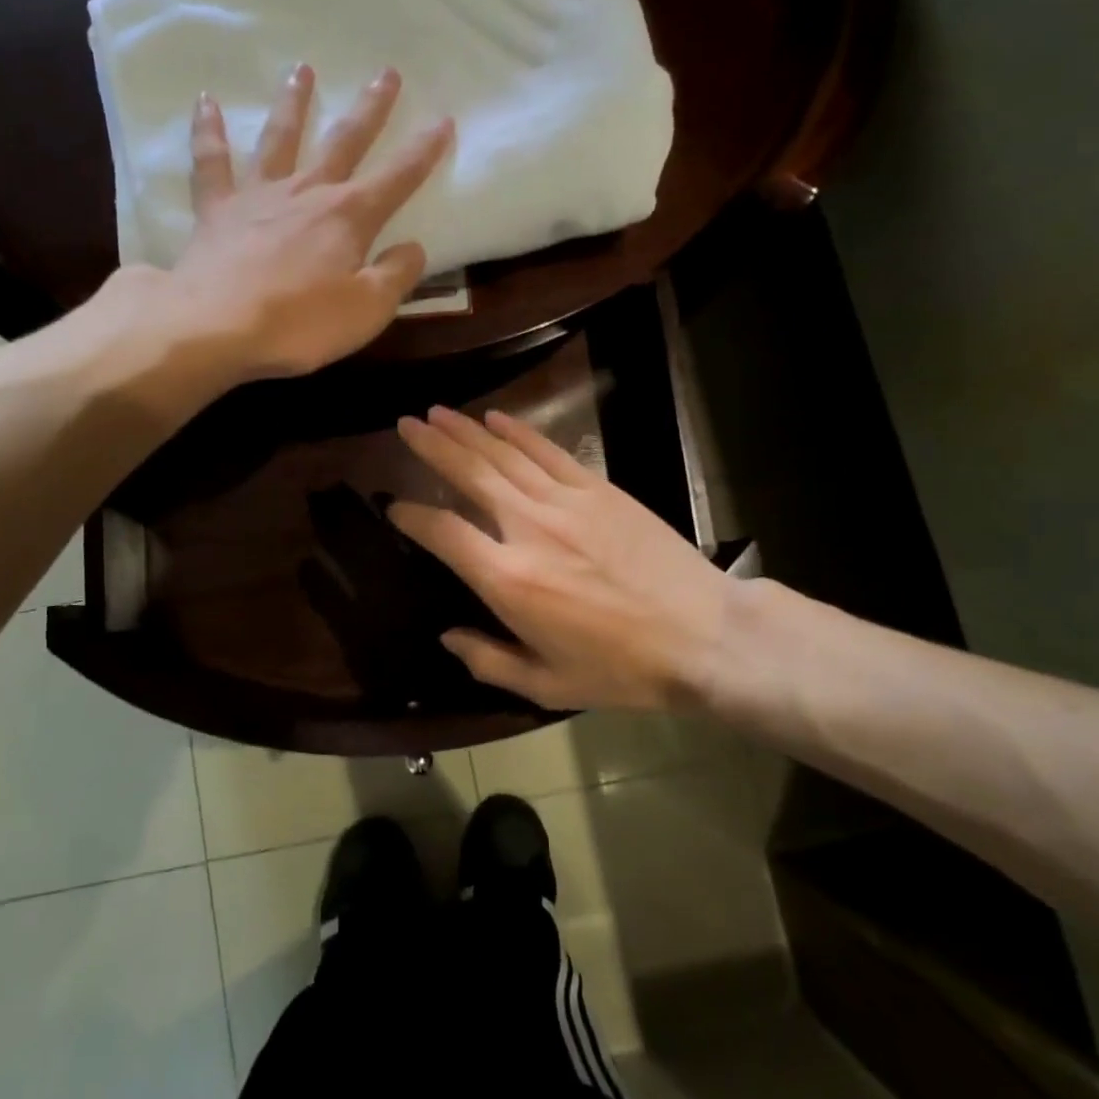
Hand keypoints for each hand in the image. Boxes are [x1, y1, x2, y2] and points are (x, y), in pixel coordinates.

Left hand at [163, 64, 452, 380]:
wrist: (218, 326)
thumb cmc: (301, 324)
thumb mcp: (367, 310)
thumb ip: (396, 276)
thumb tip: (414, 248)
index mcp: (349, 217)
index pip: (397, 178)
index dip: (424, 151)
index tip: (443, 120)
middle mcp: (307, 192)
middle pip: (344, 142)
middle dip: (370, 109)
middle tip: (387, 73)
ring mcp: (258, 196)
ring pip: (280, 138)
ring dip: (294, 103)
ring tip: (303, 69)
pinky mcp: (217, 210)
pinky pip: (211, 162)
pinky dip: (208, 130)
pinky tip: (206, 102)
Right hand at [388, 406, 738, 711]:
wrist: (704, 636)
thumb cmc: (623, 669)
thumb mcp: (548, 685)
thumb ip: (488, 661)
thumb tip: (448, 637)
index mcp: (508, 579)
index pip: (443, 532)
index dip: (411, 516)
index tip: (393, 508)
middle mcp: (528, 528)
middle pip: (469, 474)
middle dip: (432, 446)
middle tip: (405, 425)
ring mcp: (566, 502)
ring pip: (503, 455)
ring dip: (466, 430)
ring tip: (437, 412)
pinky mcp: (599, 489)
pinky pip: (548, 452)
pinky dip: (519, 432)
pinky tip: (497, 418)